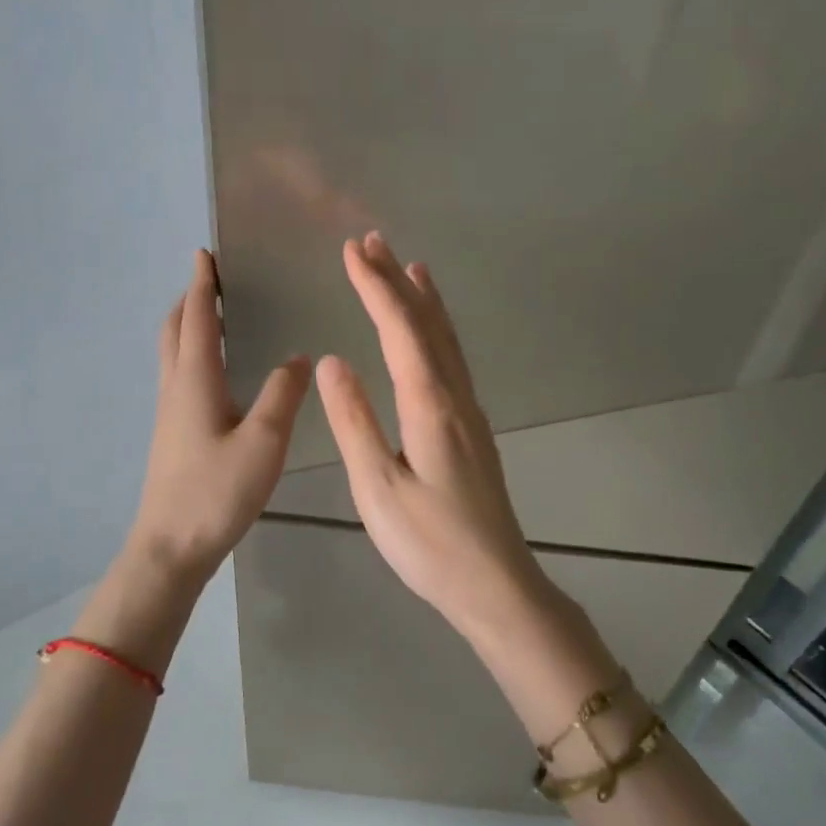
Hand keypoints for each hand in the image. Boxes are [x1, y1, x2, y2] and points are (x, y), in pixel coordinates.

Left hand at [128, 249, 310, 584]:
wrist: (171, 547)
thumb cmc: (217, 492)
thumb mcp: (264, 441)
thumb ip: (283, 394)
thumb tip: (299, 358)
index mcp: (195, 380)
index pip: (195, 318)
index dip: (201, 284)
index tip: (206, 254)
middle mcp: (175, 388)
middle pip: (173, 330)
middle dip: (189, 300)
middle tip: (212, 281)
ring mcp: (169, 413)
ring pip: (172, 354)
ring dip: (187, 326)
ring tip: (213, 317)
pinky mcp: (171, 434)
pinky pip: (178, 376)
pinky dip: (191, 354)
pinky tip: (215, 373)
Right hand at [316, 233, 559, 635]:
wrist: (494, 583)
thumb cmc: (429, 543)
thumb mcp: (377, 486)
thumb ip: (353, 421)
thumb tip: (331, 360)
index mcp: (430, 405)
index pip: (400, 330)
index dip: (375, 287)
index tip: (351, 251)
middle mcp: (455, 396)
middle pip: (426, 324)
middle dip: (397, 280)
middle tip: (372, 241)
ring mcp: (469, 411)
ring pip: (446, 340)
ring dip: (423, 299)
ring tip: (408, 266)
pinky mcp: (472, 428)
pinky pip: (453, 360)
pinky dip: (438, 330)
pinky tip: (432, 334)